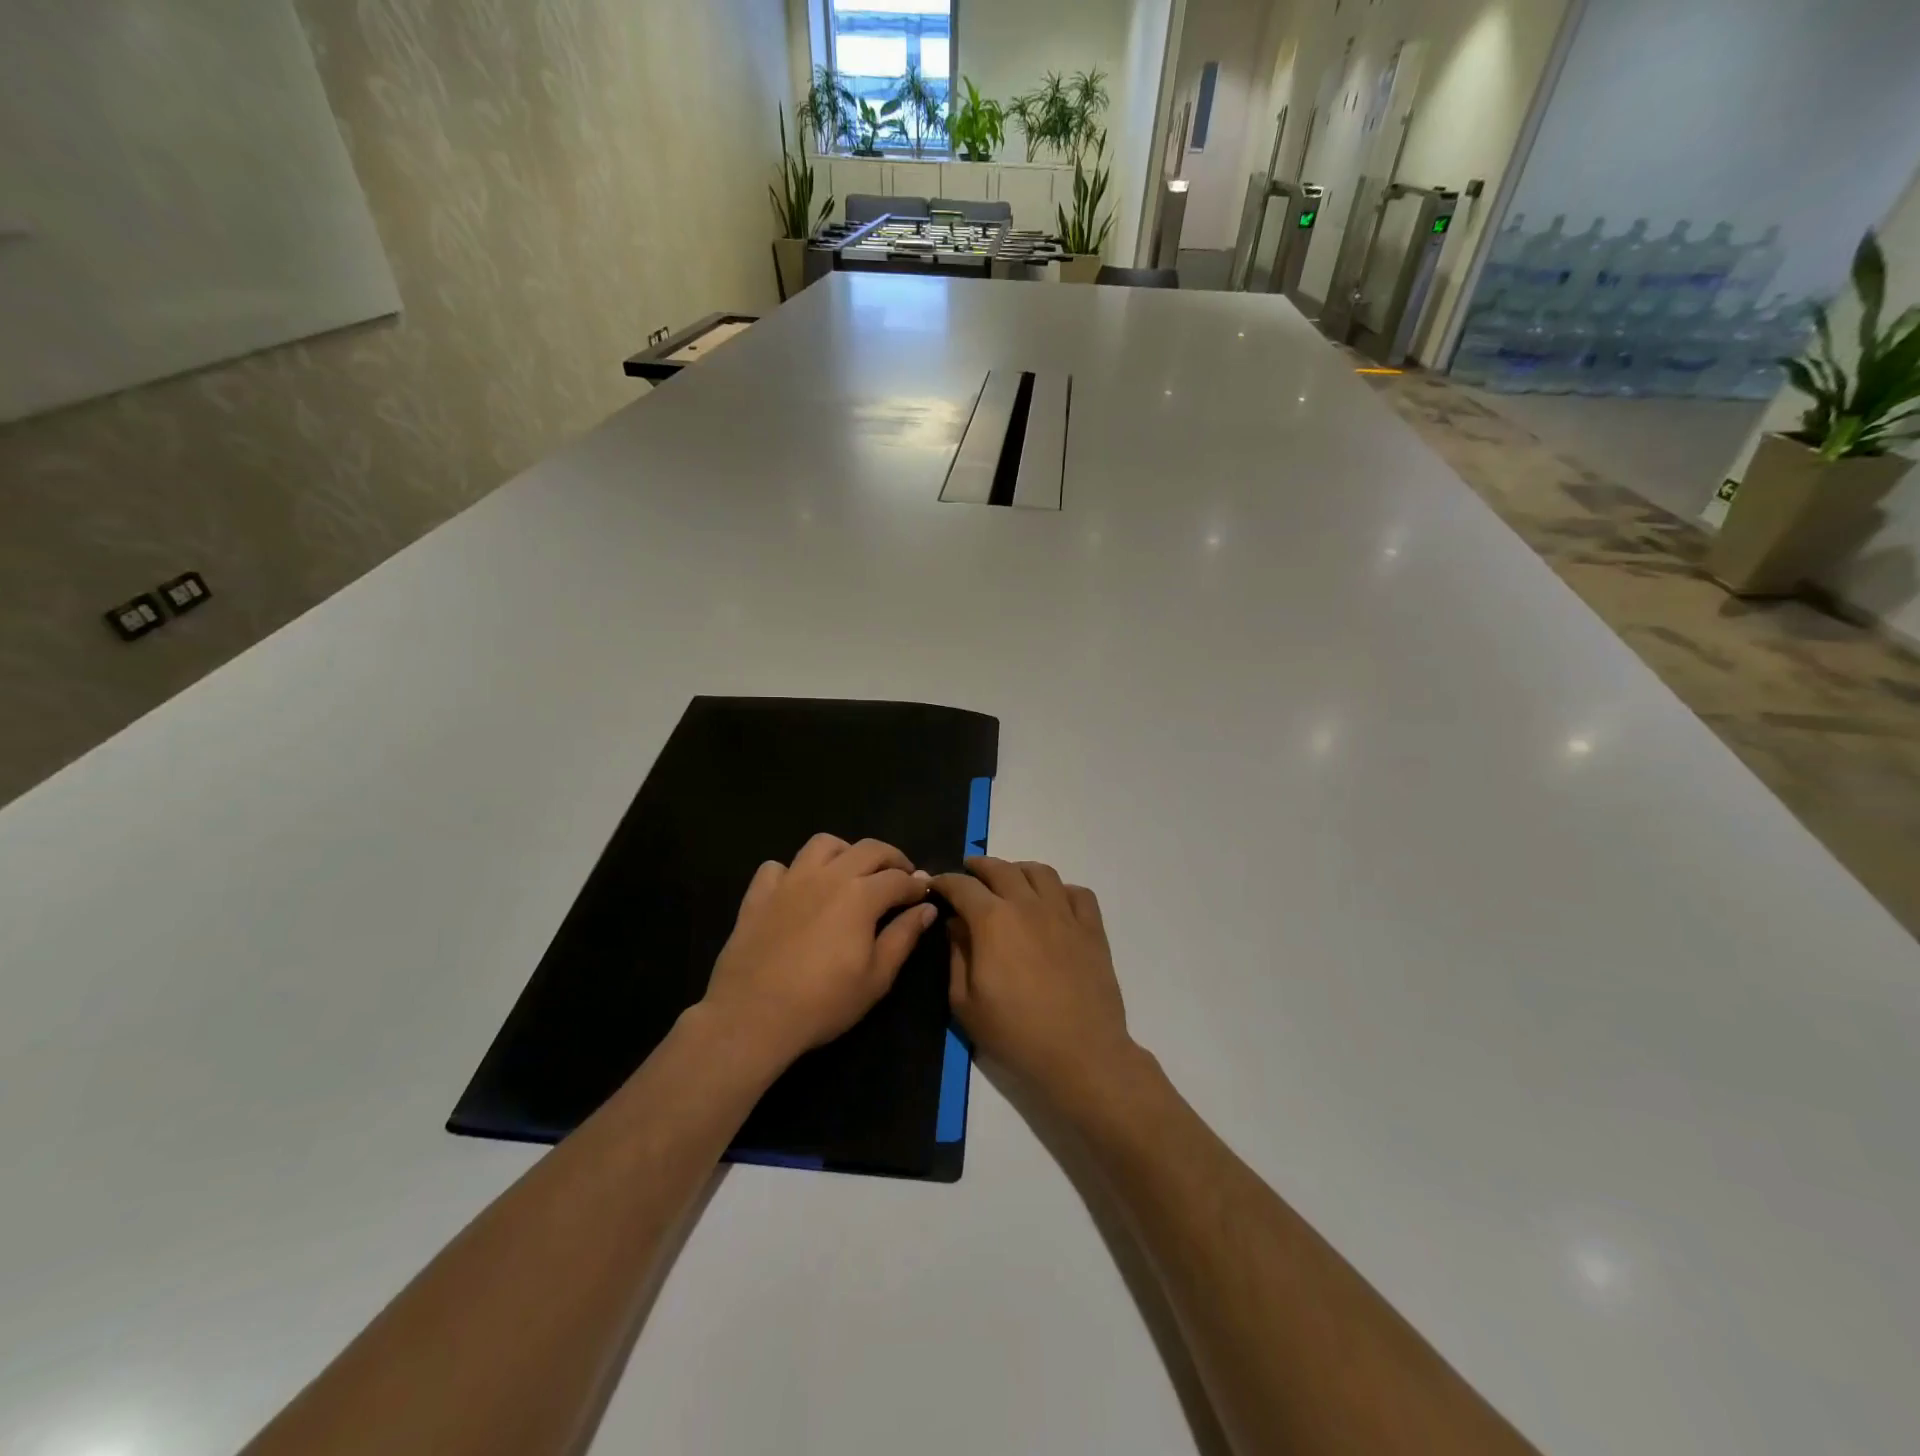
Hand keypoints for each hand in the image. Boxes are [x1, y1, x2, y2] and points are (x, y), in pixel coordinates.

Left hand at [701, 834, 937, 1069]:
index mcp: (861, 895)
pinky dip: (792, 872)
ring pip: (823, 844)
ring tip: (851, 872)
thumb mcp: (877, 978)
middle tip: (900, 876)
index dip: (917, 884)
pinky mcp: (759, 894)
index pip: (898, 878)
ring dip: (845, 852)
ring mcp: (790, 881)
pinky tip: (798, 890)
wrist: (753, 1015)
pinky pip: (777, 867)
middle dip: (892, 858)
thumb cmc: (824, 1001)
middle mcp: (828, 876)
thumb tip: (926, 908)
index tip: (925, 893)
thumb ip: (903, 937)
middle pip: (868, 849)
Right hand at [932, 857, 1140, 1111]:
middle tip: (969, 871)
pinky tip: (1053, 902)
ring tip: (1011, 880)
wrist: (1080, 1053)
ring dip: (1019, 870)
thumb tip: (956, 924)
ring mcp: (1064, 913)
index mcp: (993, 920)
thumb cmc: (1015, 1033)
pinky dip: (1061, 890)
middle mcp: (1028, 905)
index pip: (962, 886)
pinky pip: (1078, 893)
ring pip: (1041, 872)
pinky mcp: (1092, 928)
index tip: (935, 885)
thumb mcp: (965, 1003)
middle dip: (979, 866)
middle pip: (1001, 869)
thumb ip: (956, 956)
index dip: (945, 881)